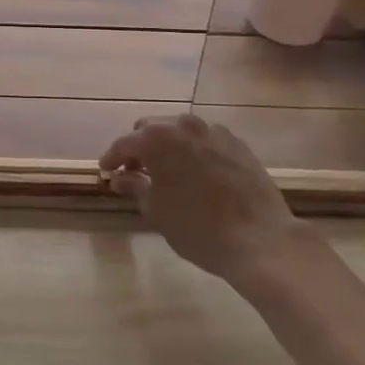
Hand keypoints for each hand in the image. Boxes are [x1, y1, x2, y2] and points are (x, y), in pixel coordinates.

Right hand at [99, 114, 309, 280]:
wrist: (259, 238)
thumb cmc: (198, 228)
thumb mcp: (157, 211)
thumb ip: (134, 187)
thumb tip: (118, 177)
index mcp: (158, 139)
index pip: (125, 143)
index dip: (112, 157)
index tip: (105, 170)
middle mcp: (184, 125)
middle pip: (152, 129)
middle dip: (139, 147)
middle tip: (134, 172)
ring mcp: (214, 131)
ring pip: (180, 131)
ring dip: (167, 146)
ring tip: (165, 172)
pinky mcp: (237, 142)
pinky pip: (205, 139)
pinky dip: (193, 150)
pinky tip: (196, 173)